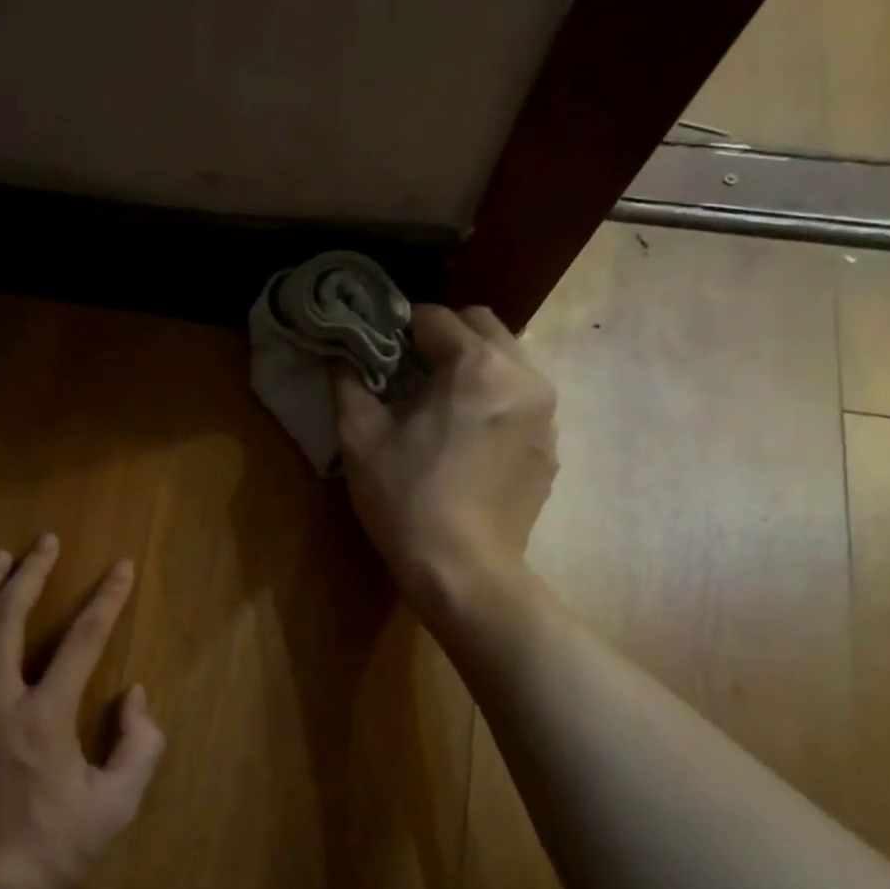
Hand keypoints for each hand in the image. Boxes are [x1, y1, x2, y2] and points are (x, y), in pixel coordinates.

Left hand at [0, 537, 166, 888]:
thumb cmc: (51, 852)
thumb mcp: (117, 806)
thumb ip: (140, 744)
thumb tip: (136, 694)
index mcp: (45, 715)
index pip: (84, 639)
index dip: (107, 599)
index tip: (121, 568)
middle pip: (9, 618)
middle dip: (30, 573)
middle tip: (43, 542)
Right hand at [334, 304, 558, 606]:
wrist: (462, 571)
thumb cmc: (405, 498)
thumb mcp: (360, 437)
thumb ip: (348, 382)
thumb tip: (340, 354)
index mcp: (477, 366)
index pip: (434, 317)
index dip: (397, 329)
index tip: (376, 354)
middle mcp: (524, 376)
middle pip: (482, 327)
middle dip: (442, 340)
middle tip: (407, 375)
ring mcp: (546, 414)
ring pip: (507, 362)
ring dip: (471, 369)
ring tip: (438, 408)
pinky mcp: (549, 447)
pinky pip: (520, 402)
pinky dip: (492, 402)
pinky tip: (464, 442)